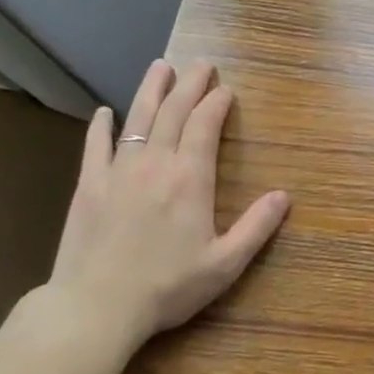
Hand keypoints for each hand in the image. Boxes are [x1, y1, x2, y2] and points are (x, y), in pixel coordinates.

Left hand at [44, 58, 288, 350]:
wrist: (94, 308)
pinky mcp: (89, 186)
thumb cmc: (166, 287)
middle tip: (201, 64)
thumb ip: (256, 227)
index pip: (205, 125)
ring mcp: (118, 172)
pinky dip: (102, 126)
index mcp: (191, 178)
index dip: (216, 103)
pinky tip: (106, 112)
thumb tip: (284, 196)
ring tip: (161, 66)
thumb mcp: (224, 264)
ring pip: (138, 119)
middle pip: (174, 112)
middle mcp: (156, 164)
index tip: (226, 89)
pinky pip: (96, 147)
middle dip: (190, 84)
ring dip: (152, 90)